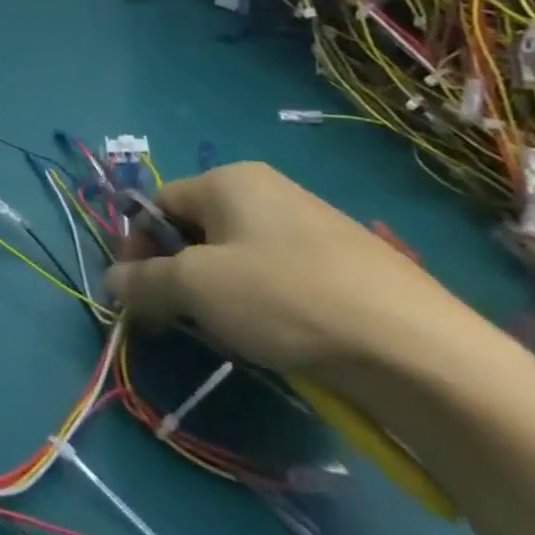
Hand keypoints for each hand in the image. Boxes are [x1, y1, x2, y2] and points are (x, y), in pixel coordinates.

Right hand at [105, 161, 473, 374]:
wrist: (423, 353)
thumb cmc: (288, 299)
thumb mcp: (196, 288)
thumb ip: (142, 281)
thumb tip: (112, 282)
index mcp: (230, 180)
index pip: (157, 205)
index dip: (137, 248)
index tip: (139, 296)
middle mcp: (269, 192)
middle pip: (195, 231)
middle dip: (178, 275)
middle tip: (179, 320)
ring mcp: (313, 228)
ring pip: (236, 259)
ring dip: (217, 295)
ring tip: (231, 335)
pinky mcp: (348, 268)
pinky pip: (278, 279)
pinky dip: (262, 306)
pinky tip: (278, 340)